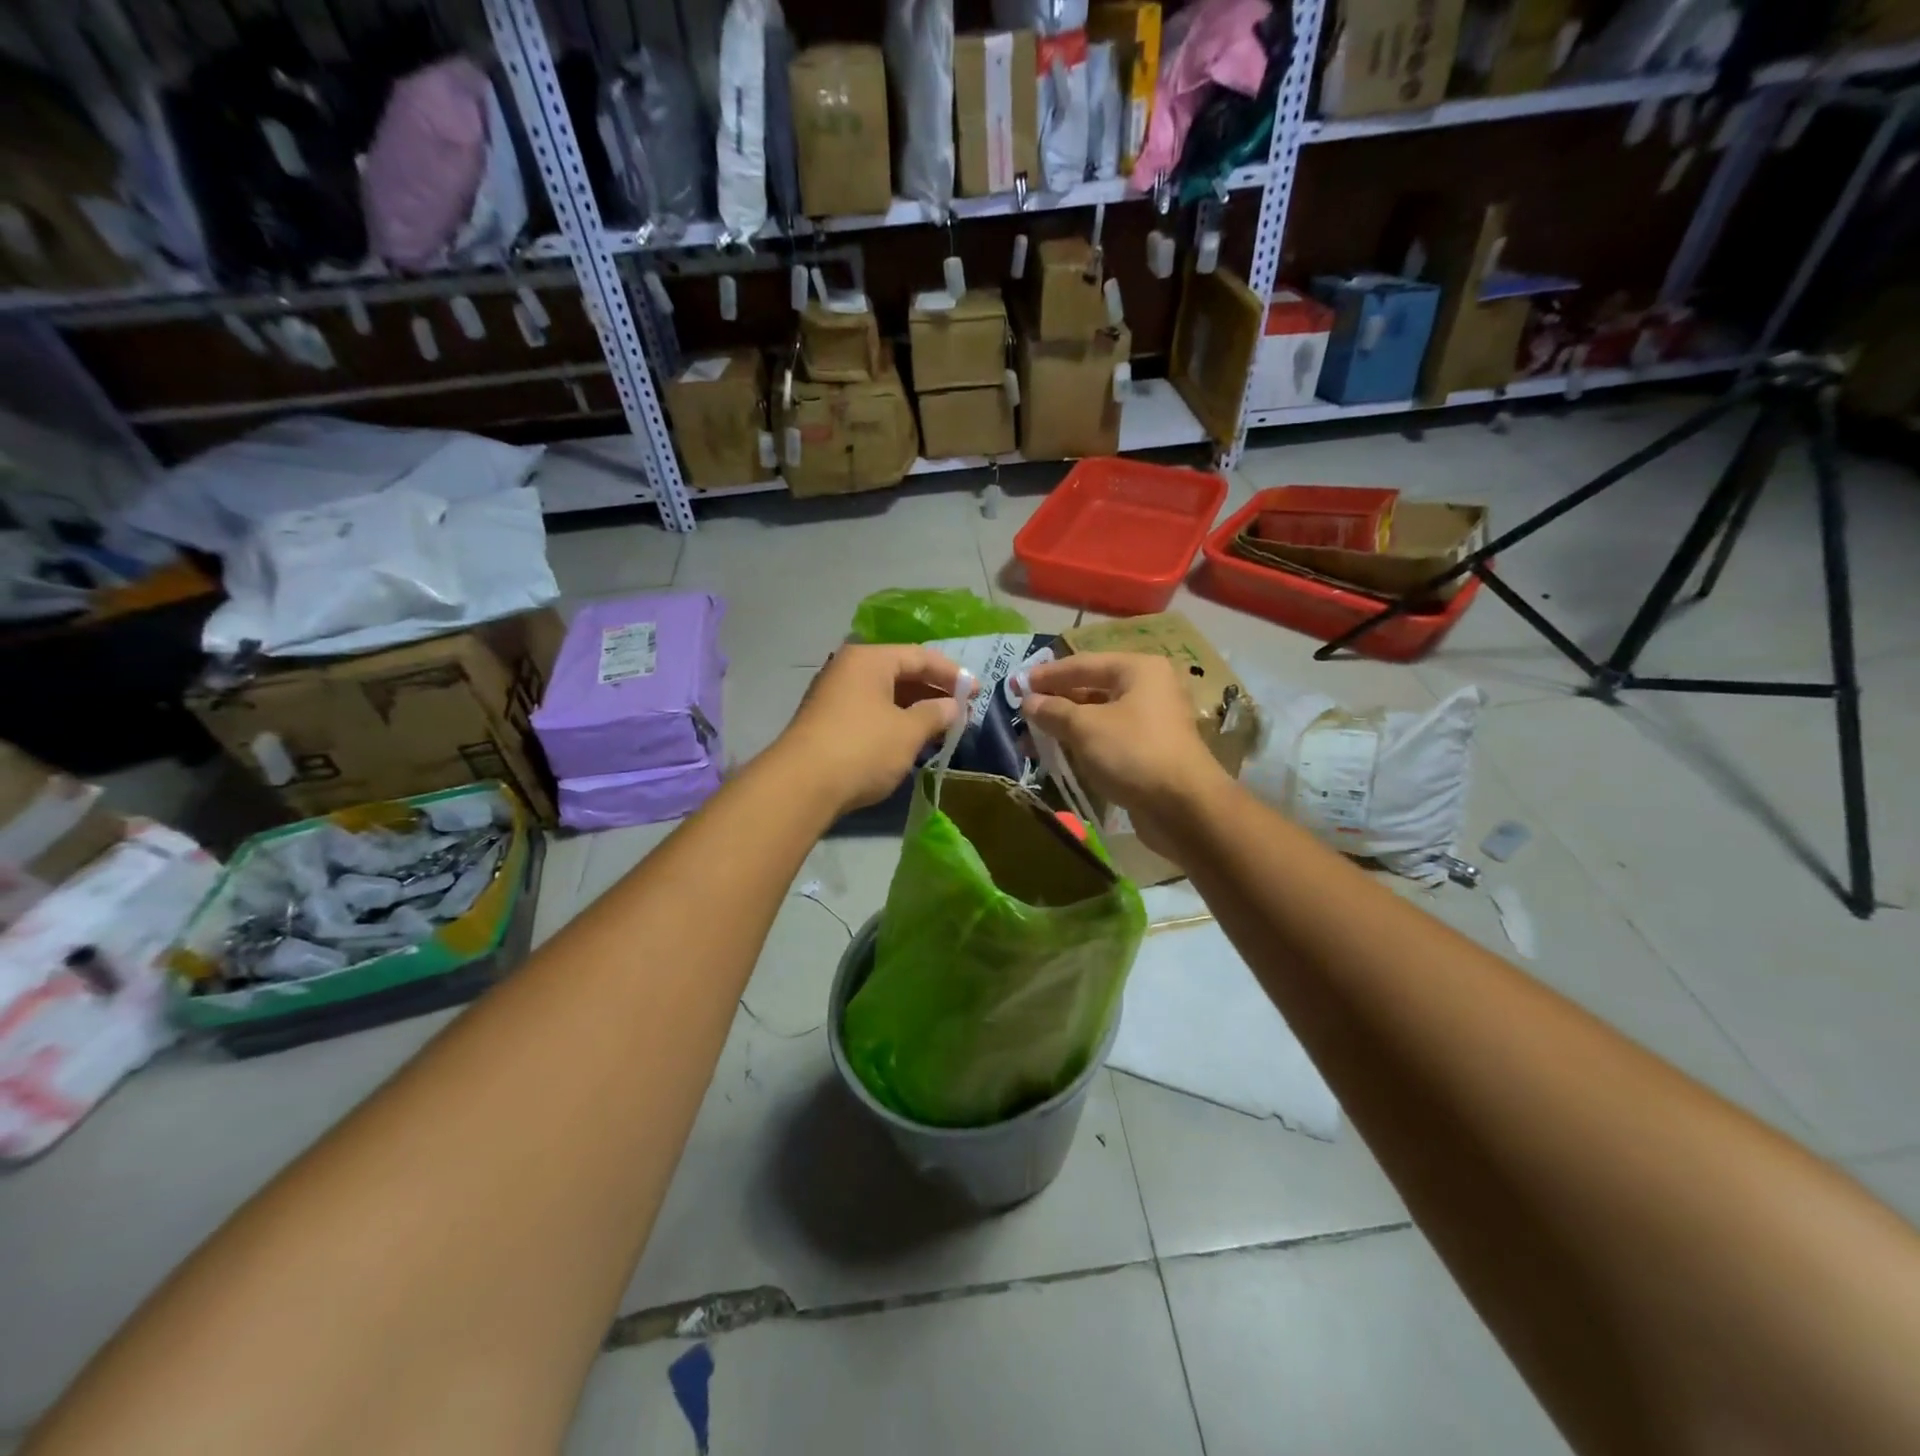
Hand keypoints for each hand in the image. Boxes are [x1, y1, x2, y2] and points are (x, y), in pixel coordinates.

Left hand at [777, 644, 972, 815]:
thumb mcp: (908, 731)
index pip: (920, 656)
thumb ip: (935, 714)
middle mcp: (848, 669)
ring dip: (914, 708)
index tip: (977, 692)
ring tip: (941, 727)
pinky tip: (910, 739)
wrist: (801, 786)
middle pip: (900, 672)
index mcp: (869, 659)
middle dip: (932, 691)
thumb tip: (952, 706)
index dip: (952, 673)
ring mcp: (833, 695)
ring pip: (884, 694)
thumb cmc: (863, 749)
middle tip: (961, 710)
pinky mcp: (826, 721)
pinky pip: (870, 711)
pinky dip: (893, 720)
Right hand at [1021, 652, 1231, 852]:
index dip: (1047, 674)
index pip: (1083, 663)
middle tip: (1023, 713)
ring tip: (1033, 740)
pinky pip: (1108, 739)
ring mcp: (1152, 722)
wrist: (1183, 807)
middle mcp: (1149, 689)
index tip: (1017, 685)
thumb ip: (1053, 710)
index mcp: (1139, 670)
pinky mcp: (1149, 751)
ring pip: (1099, 717)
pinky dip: (1083, 744)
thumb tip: (1029, 702)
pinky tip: (1059, 755)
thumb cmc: (1133, 753)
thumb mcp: (1085, 727)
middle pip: (1092, 688)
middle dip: (1055, 702)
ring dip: (1066, 726)